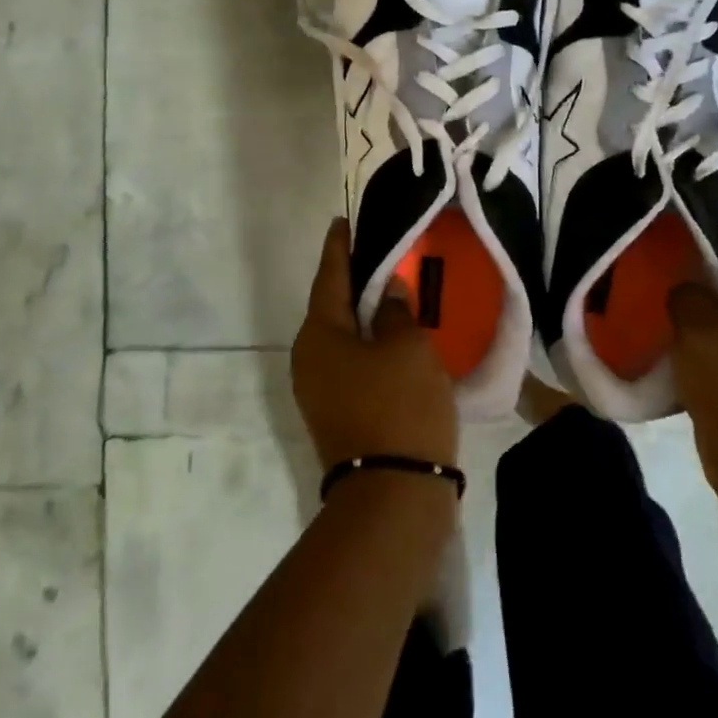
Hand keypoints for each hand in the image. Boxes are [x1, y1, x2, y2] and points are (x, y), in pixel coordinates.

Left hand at [291, 220, 458, 474]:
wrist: (394, 495)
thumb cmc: (400, 406)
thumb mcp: (409, 348)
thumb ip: (397, 311)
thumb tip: (388, 292)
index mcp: (319, 335)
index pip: (329, 277)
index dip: (339, 247)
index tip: (343, 222)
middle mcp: (309, 359)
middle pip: (332, 308)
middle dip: (353, 281)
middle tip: (379, 254)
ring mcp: (318, 391)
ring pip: (342, 338)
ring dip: (364, 316)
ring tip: (391, 292)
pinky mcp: (336, 414)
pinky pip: (350, 363)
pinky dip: (369, 345)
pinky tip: (393, 339)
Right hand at [669, 208, 717, 521]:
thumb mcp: (703, 329)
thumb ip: (687, 294)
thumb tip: (681, 287)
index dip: (713, 208)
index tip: (668, 200)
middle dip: (687, 248)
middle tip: (638, 241)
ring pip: (714, 301)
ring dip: (680, 291)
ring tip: (633, 280)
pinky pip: (706, 336)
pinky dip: (680, 328)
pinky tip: (644, 329)